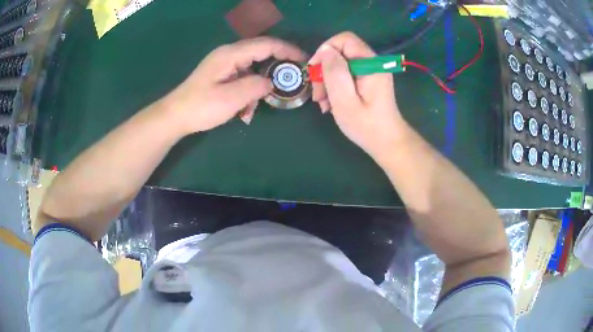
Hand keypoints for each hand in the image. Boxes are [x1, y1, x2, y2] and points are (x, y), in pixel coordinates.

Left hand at [162, 37, 305, 133]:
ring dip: (262, 81)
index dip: (287, 50)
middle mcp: (229, 53)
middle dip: (279, 63)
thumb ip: (256, 86)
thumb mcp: (231, 98)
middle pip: (261, 51)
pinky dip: (250, 88)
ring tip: (263, 100)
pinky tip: (247, 106)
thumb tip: (271, 82)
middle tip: (293, 78)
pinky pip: (244, 75)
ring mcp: (225, 63)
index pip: (266, 45)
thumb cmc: (200, 107)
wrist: (175, 116)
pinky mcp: (222, 73)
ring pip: (254, 65)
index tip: (303, 61)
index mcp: (231, 54)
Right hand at [309, 32, 408, 157]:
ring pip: (342, 65)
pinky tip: (331, 104)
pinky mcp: (369, 81)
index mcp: (370, 64)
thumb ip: (334, 71)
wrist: (387, 143)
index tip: (315, 70)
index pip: (344, 40)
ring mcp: (371, 73)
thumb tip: (326, 50)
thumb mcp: (344, 99)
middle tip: (318, 94)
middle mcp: (372, 63)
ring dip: (328, 82)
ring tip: (323, 103)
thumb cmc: (366, 125)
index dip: (326, 50)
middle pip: (341, 53)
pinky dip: (336, 87)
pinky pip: (347, 76)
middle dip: (324, 70)